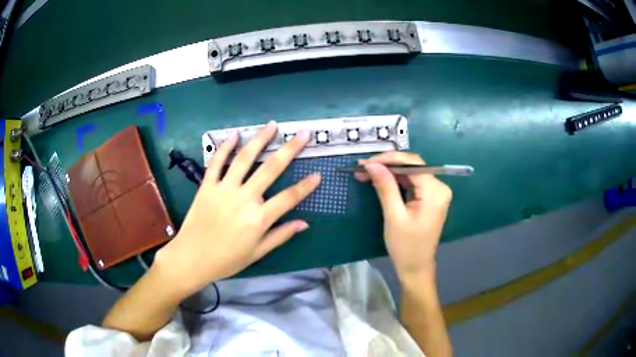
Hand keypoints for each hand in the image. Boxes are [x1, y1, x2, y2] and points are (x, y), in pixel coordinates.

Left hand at [155, 121, 320, 294]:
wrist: (191, 258)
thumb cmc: (226, 260)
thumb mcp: (257, 253)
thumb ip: (280, 236)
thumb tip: (304, 223)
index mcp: (259, 218)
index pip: (289, 197)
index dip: (306, 186)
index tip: (318, 174)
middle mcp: (244, 198)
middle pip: (271, 168)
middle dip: (290, 149)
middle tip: (303, 134)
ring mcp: (224, 189)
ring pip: (245, 158)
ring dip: (260, 139)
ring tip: (272, 125)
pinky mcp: (207, 185)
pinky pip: (216, 162)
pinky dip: (225, 147)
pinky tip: (234, 135)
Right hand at [355, 152, 451, 280]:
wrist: (415, 267)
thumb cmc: (406, 246)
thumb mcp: (394, 216)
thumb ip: (385, 187)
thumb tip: (372, 164)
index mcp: (435, 191)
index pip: (413, 163)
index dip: (389, 159)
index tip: (366, 162)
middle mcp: (438, 188)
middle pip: (412, 166)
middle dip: (387, 165)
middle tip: (363, 167)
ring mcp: (434, 193)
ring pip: (409, 173)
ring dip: (388, 172)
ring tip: (366, 173)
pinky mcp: (428, 198)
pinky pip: (411, 183)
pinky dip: (395, 181)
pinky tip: (379, 180)